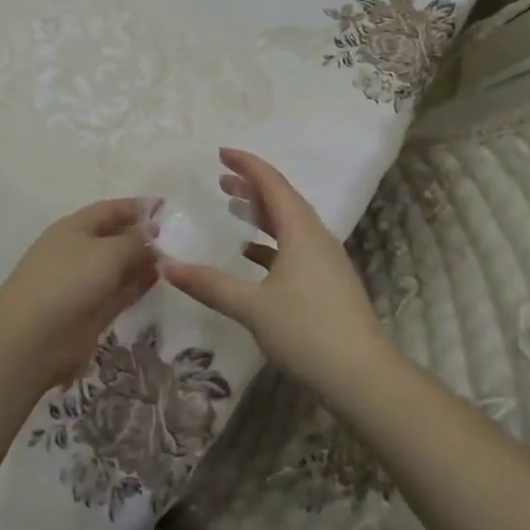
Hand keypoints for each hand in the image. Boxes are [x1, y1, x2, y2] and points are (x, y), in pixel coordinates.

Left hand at [0, 198, 159, 392]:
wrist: (32, 339)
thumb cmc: (68, 281)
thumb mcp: (107, 252)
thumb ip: (134, 241)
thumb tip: (152, 234)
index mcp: (74, 227)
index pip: (110, 209)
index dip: (138, 207)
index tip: (168, 207)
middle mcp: (78, 251)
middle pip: (115, 237)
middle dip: (143, 236)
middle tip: (180, 238)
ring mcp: (84, 283)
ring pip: (119, 267)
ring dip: (144, 262)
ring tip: (177, 259)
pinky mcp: (91, 312)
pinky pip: (120, 292)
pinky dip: (139, 285)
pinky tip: (162, 280)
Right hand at [161, 148, 387, 398]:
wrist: (363, 376)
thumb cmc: (307, 332)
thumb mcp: (252, 308)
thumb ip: (209, 285)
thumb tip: (166, 267)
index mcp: (301, 232)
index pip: (272, 184)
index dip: (246, 165)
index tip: (220, 153)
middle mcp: (316, 238)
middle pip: (282, 199)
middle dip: (251, 186)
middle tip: (221, 179)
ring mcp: (326, 260)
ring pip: (290, 223)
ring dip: (261, 212)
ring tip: (233, 207)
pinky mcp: (328, 282)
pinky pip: (295, 247)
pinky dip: (270, 242)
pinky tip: (251, 254)